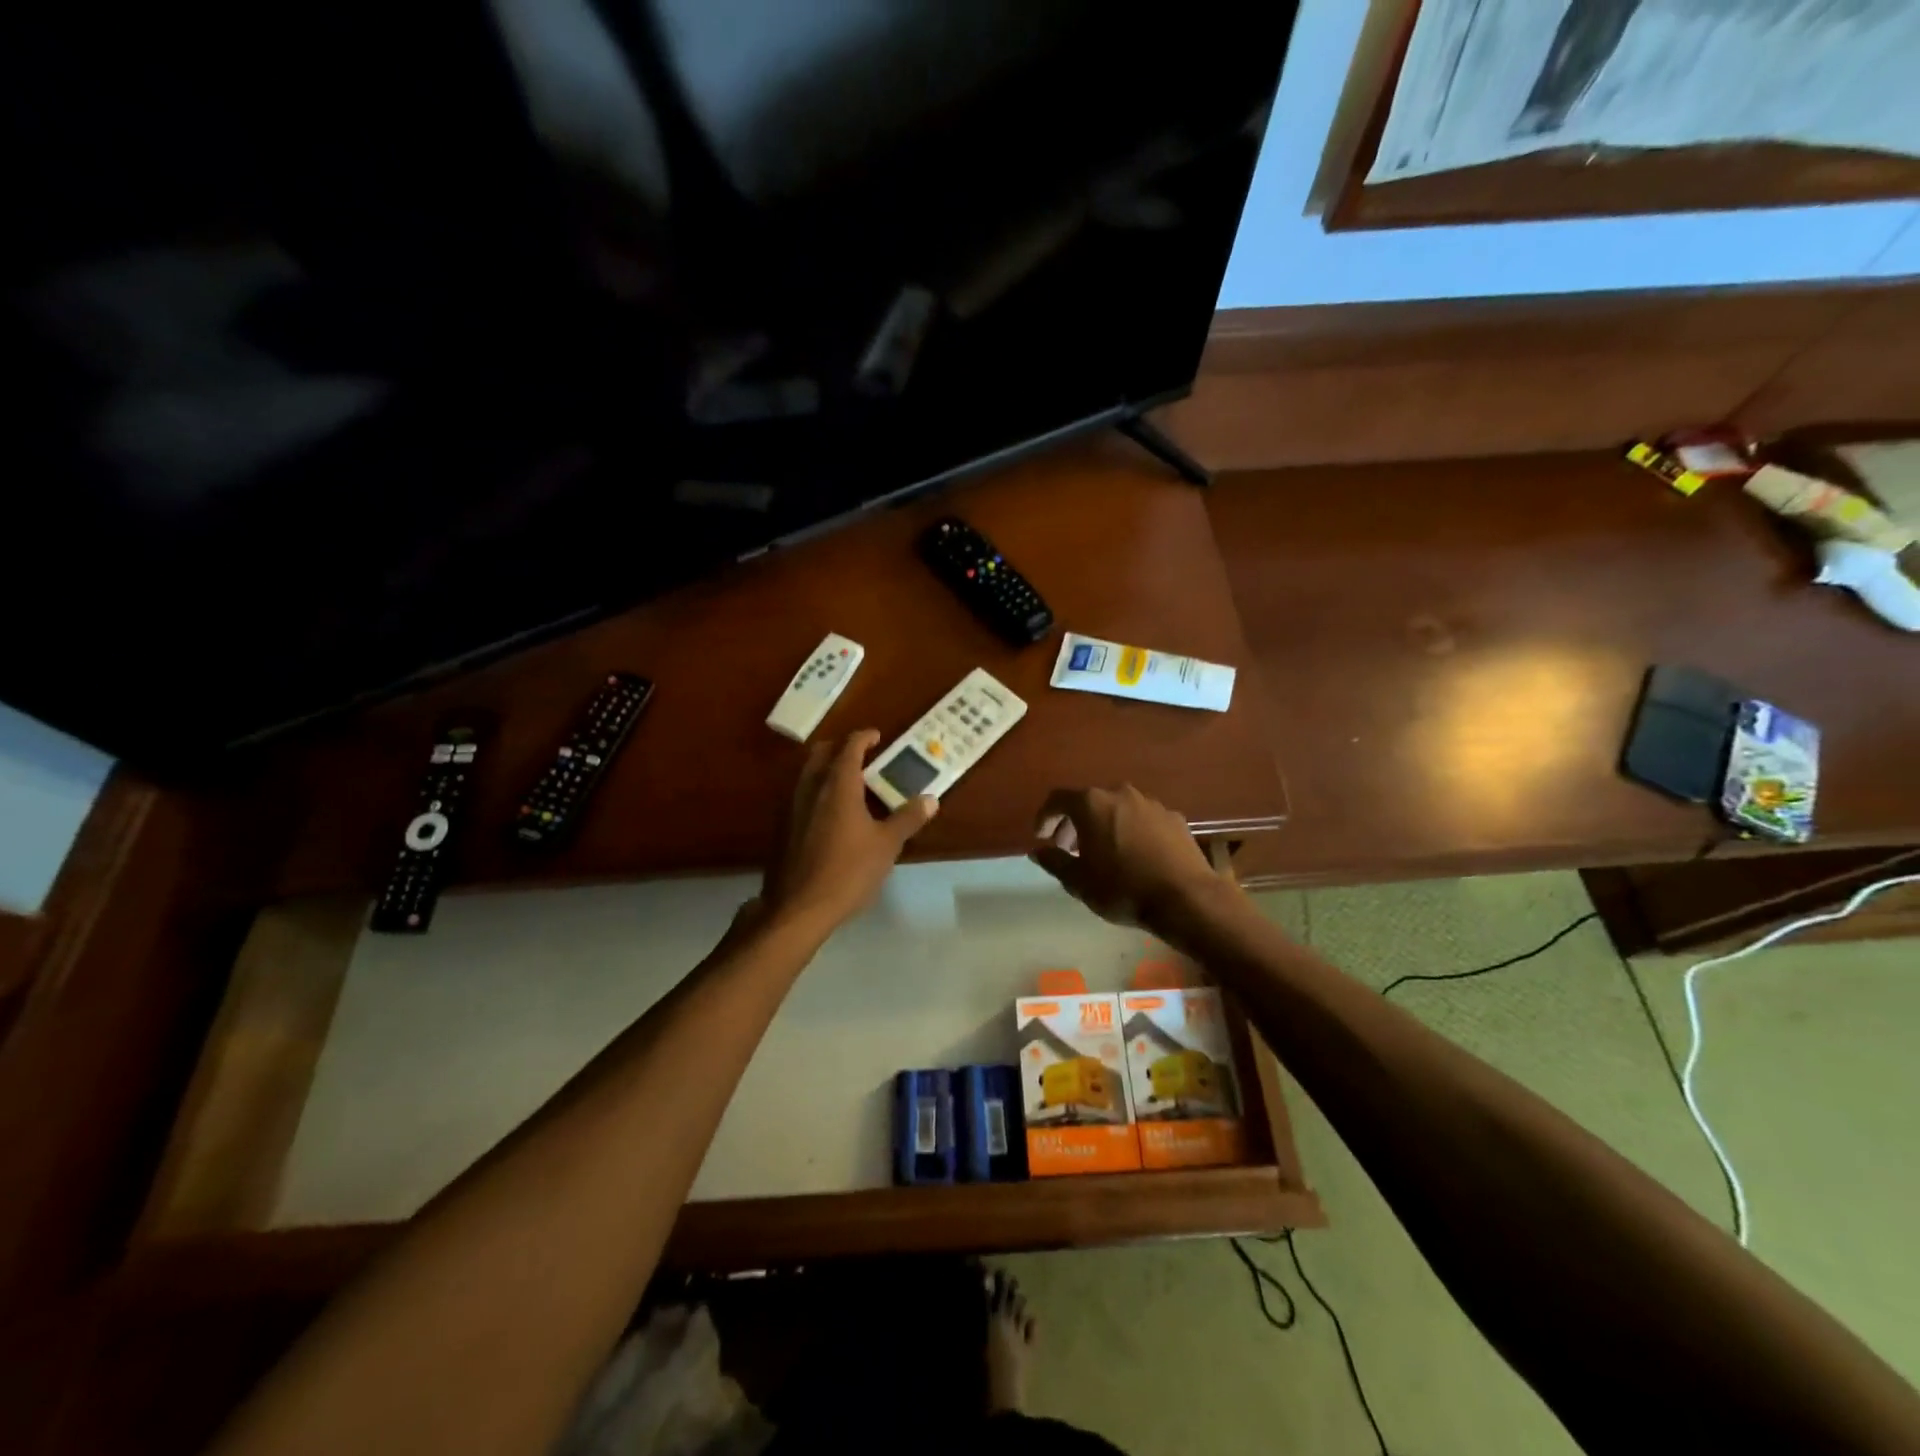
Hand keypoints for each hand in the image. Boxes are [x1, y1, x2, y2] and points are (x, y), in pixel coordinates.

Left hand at [764, 729, 937, 931]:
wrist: (798, 907)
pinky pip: (801, 794)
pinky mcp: (783, 827)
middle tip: (862, 756)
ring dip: (827, 768)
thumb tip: (930, 799)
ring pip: (808, 773)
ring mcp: (792, 807)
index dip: (864, 737)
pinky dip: (817, 790)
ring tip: (850, 783)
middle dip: (841, 748)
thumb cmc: (848, 871)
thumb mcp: (886, 845)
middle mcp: (811, 787)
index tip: (877, 736)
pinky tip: (831, 813)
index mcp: (838, 785)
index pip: (850, 747)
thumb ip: (908, 818)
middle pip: (821, 753)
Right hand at [1028, 785, 1217, 928]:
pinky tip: (1135, 855)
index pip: (1058, 800)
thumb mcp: (1079, 882)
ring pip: (1118, 808)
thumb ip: (1055, 862)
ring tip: (1102, 852)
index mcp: (1092, 804)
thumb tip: (1038, 851)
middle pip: (1089, 801)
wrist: (1185, 898)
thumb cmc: (1123, 888)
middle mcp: (1120, 794)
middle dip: (1074, 822)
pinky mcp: (1174, 818)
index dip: (1045, 817)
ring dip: (1104, 825)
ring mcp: (1151, 804)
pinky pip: (1143, 819)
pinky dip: (1131, 830)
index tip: (1041, 837)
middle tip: (1068, 848)